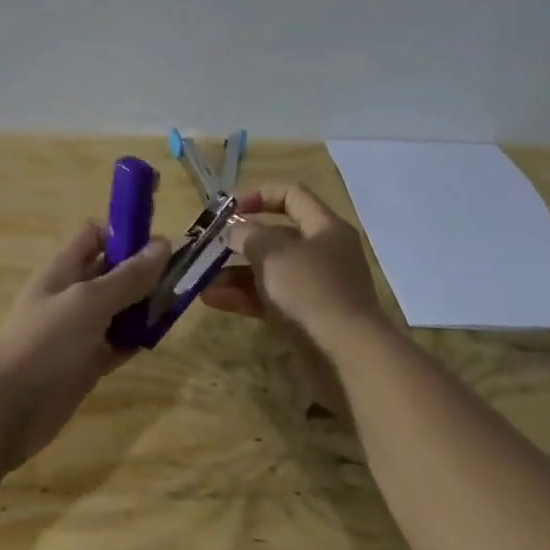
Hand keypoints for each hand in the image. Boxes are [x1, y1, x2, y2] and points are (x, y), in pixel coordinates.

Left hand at [0, 222, 170, 468]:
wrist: (9, 409)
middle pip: (112, 271)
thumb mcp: (89, 302)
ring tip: (177, 308)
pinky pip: (118, 341)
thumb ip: (127, 276)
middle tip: (181, 279)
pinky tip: (158, 339)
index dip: (124, 234)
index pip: (95, 235)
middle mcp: (72, 294)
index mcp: (64, 268)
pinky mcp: (87, 361)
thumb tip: (163, 244)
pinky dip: (136, 339)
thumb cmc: (46, 343)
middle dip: (143, 272)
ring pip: (119, 308)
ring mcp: (80, 330)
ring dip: (144, 306)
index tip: (158, 246)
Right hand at [200, 184, 383, 344]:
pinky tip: (213, 300)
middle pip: (276, 236)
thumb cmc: (310, 290)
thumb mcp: (273, 253)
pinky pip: (269, 298)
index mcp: (325, 227)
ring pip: (269, 271)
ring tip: (202, 280)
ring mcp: (315, 287)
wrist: (347, 354)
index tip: (229, 209)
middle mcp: (323, 252)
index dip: (259, 195)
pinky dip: (243, 297)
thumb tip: (234, 230)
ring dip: (235, 273)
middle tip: (209, 247)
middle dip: (239, 241)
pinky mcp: (306, 316)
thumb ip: (248, 234)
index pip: (292, 195)